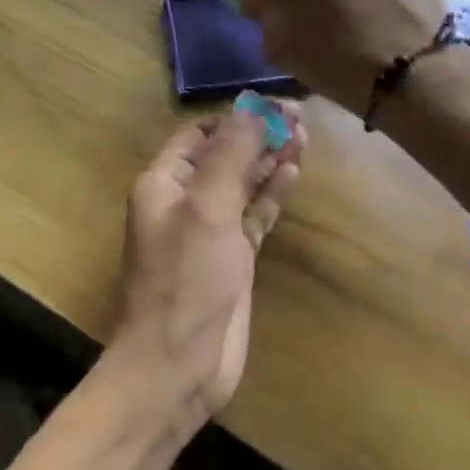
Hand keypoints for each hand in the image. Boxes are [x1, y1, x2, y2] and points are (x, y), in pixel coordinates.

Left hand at [110, 101, 305, 422]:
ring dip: (269, 163)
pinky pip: (254, 217)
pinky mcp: (233, 260)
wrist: (178, 363)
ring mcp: (210, 233)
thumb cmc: (185, 281)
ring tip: (304, 138)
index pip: (200, 135)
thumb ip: (230, 156)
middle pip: (225, 157)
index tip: (275, 106)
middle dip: (258, 137)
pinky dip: (272, 196)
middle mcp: (185, 203)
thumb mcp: (206, 209)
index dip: (235, 118)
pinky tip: (292, 174)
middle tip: (301, 119)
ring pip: (243, 186)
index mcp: (164, 184)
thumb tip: (251, 108)